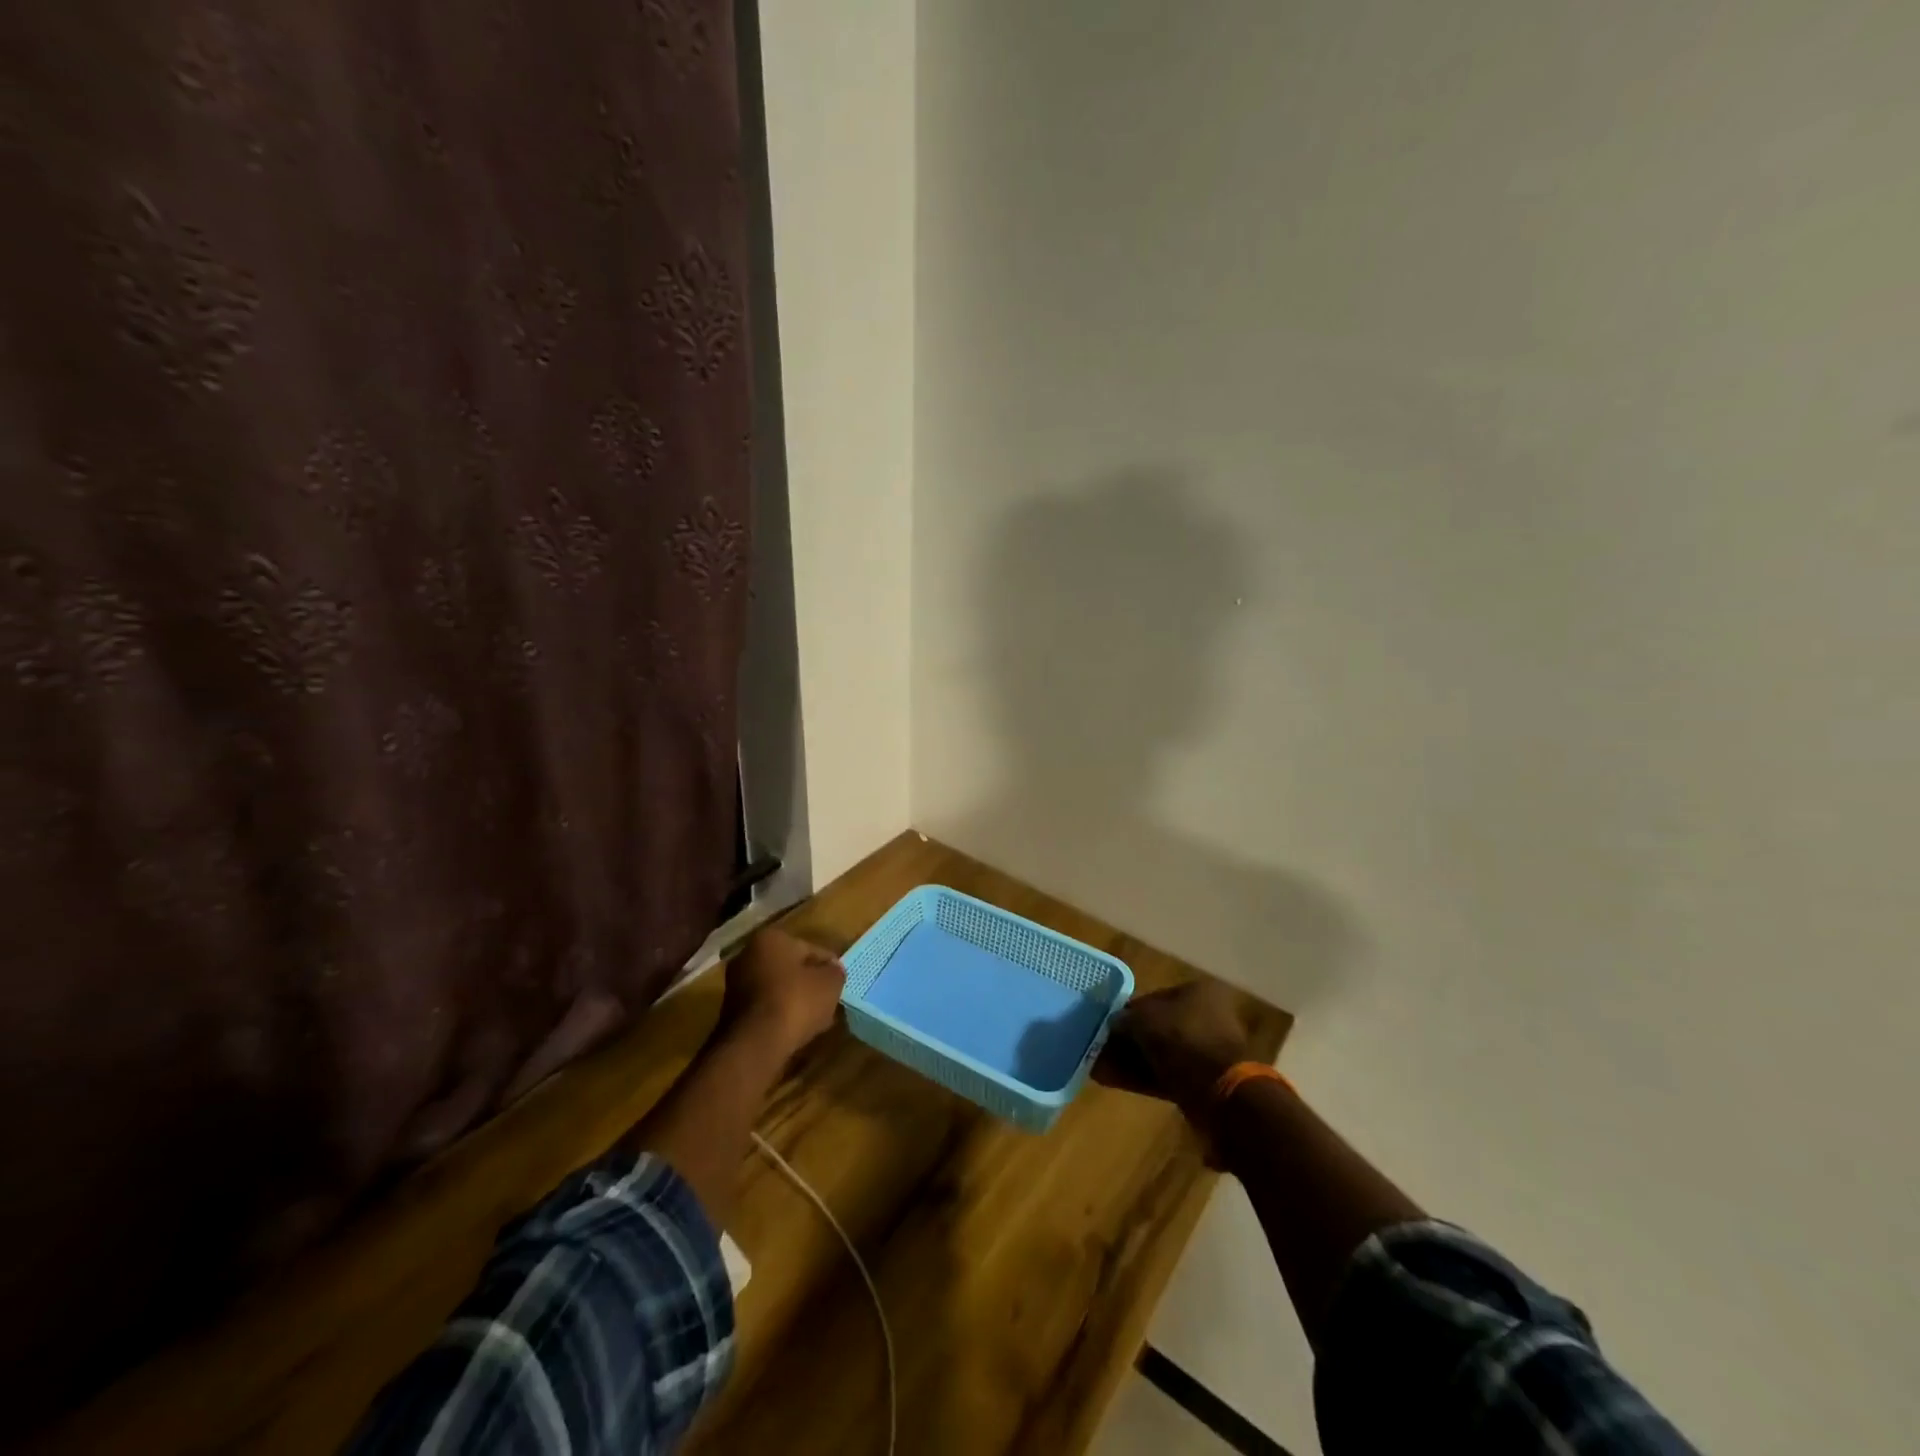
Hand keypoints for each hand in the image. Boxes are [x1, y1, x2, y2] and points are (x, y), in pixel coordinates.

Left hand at [723, 927, 845, 1056]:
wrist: (754, 1044)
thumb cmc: (795, 1002)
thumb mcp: (830, 983)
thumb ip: (835, 972)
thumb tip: (832, 971)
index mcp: (771, 938)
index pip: (811, 949)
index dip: (828, 966)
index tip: (839, 983)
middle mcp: (748, 954)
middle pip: (790, 967)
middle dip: (808, 982)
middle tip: (827, 999)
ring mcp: (736, 983)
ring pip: (777, 988)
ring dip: (794, 1000)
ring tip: (814, 1019)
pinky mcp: (730, 1011)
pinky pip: (765, 1007)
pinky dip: (779, 1014)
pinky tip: (794, 1030)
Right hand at [1094, 978, 1254, 1119]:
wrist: (1220, 1092)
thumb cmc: (1182, 1039)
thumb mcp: (1144, 1020)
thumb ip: (1125, 1018)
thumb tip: (1114, 1022)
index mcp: (1199, 992)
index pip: (1155, 997)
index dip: (1128, 1010)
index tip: (1108, 1025)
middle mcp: (1206, 1017)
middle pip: (1158, 1026)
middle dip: (1129, 1039)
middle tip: (1101, 1047)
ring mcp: (1205, 1051)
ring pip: (1159, 1052)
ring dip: (1131, 1059)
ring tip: (1100, 1067)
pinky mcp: (1202, 1080)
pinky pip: (1165, 1073)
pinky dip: (1141, 1076)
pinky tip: (1113, 1080)